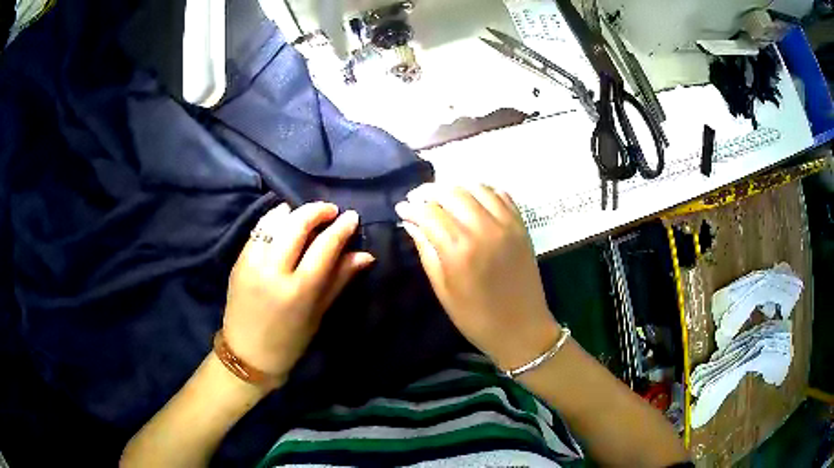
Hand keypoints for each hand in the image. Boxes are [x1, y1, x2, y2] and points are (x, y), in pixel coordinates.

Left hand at [222, 202, 374, 381]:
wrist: (247, 354)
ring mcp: (251, 263)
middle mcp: (273, 270)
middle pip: (297, 224)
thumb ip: (339, 279)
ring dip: (295, 212)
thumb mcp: (318, 314)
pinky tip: (284, 225)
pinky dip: (275, 221)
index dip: (341, 228)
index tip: (352, 216)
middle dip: (317, 210)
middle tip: (330, 211)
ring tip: (306, 216)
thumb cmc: (290, 341)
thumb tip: (365, 255)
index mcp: (298, 290)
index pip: (324, 247)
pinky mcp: (238, 260)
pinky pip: (259, 229)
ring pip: (275, 220)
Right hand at [395, 184, 560, 370]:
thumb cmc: (475, 317)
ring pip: (476, 188)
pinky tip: (473, 201)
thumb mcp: (443, 289)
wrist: (521, 328)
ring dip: (456, 188)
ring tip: (444, 198)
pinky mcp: (521, 226)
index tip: (402, 209)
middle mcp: (483, 229)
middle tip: (418, 199)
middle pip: (451, 192)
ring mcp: (506, 225)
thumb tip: (411, 223)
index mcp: (459, 250)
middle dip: (429, 192)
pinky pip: (501, 195)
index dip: (411, 207)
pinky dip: (483, 191)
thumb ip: (426, 250)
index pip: (429, 212)